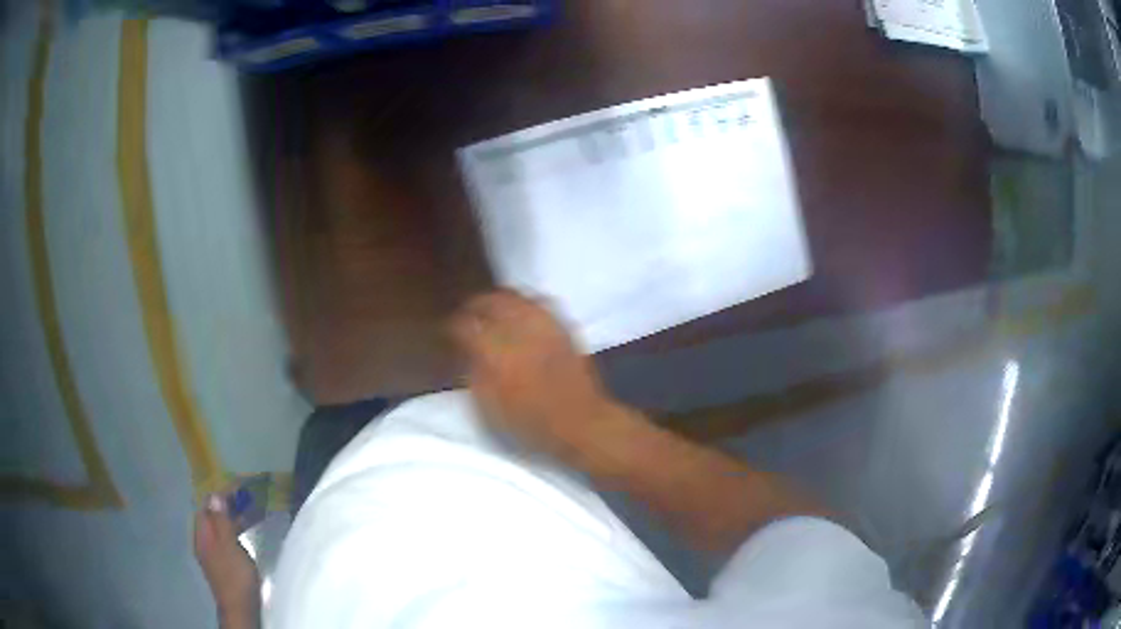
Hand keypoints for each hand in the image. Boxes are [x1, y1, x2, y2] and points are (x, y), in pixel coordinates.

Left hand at [194, 495, 259, 627]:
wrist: (241, 610)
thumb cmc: (235, 577)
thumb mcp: (230, 547)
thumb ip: (222, 522)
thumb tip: (216, 495)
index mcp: (202, 535)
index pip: (207, 505)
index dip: (221, 494)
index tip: (239, 487)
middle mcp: (204, 540)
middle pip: (213, 515)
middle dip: (229, 504)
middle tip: (249, 496)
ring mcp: (214, 552)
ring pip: (221, 526)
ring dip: (234, 516)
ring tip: (253, 509)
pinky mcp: (224, 561)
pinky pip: (227, 536)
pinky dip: (236, 528)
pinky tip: (248, 529)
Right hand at [450, 290, 625, 463]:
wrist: (582, 424)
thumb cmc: (531, 424)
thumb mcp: (489, 408)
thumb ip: (474, 373)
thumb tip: (467, 352)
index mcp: (496, 352)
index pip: (465, 325)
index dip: (452, 326)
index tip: (448, 331)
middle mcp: (520, 330)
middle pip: (492, 300)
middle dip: (475, 304)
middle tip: (467, 315)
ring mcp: (545, 325)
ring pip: (517, 297)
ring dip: (500, 300)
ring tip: (492, 311)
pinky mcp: (564, 327)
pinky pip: (540, 304)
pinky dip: (525, 304)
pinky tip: (522, 313)